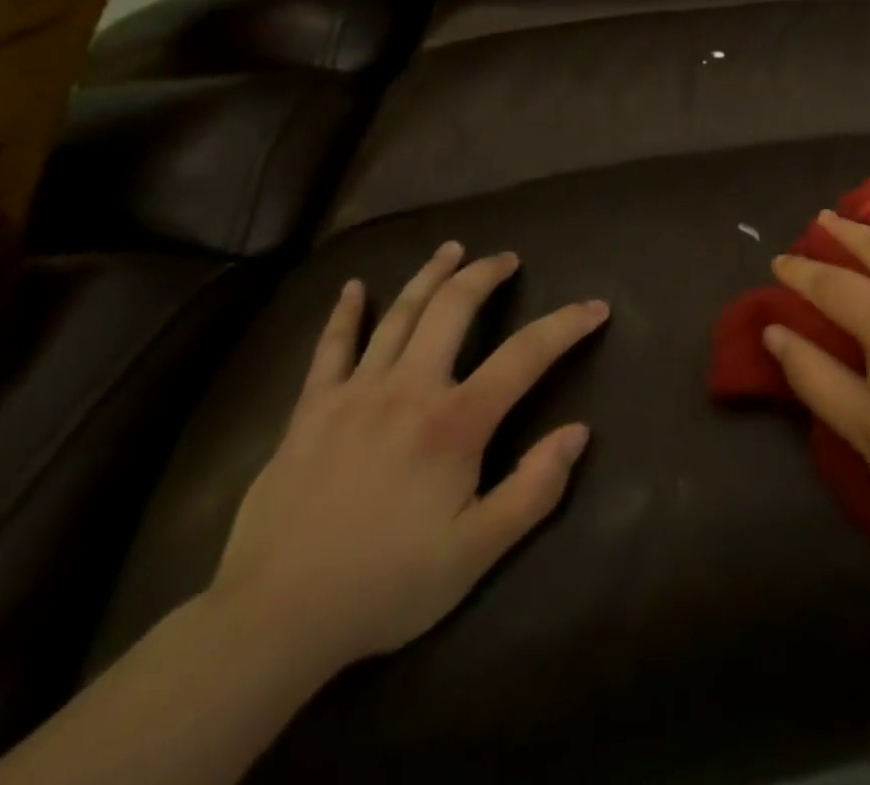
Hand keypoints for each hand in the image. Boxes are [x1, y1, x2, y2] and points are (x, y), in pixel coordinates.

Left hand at [209, 244, 607, 675]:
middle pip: (453, 309)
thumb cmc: (386, 585)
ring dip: (429, 276)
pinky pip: (330, 348)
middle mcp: (409, 389)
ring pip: (398, 315)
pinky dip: (345, 314)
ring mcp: (355, 393)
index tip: (596, 307)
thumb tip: (579, 432)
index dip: (567, 325)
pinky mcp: (310, 411)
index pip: (526, 355)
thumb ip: (535, 489)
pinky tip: (352, 288)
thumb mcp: (477, 552)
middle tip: (506, 258)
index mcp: (455, 422)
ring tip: (452, 249)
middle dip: (485, 275)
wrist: (272, 621)